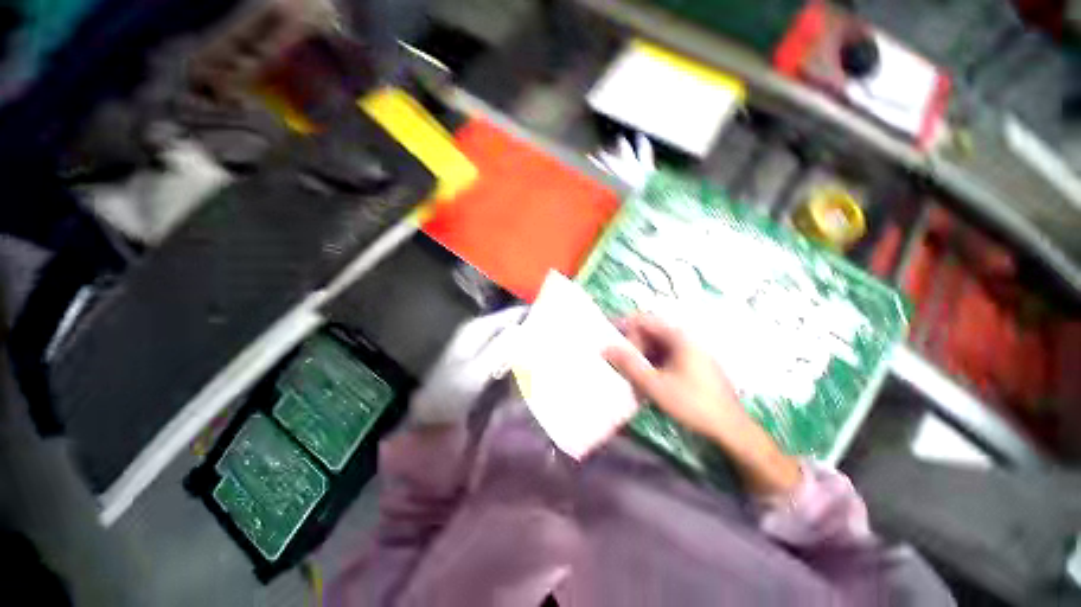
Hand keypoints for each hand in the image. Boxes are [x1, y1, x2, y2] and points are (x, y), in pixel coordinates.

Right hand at [602, 314, 745, 441]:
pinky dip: (652, 365)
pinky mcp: (693, 365)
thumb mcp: (655, 385)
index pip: (644, 320)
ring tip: (627, 373)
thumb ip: (629, 364)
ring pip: (657, 347)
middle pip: (650, 333)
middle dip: (631, 345)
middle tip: (616, 361)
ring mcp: (691, 352)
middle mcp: (685, 339)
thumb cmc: (692, 403)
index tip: (606, 336)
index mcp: (678, 337)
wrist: (731, 429)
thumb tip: (606, 347)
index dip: (623, 325)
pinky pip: (666, 357)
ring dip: (640, 357)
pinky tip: (645, 382)